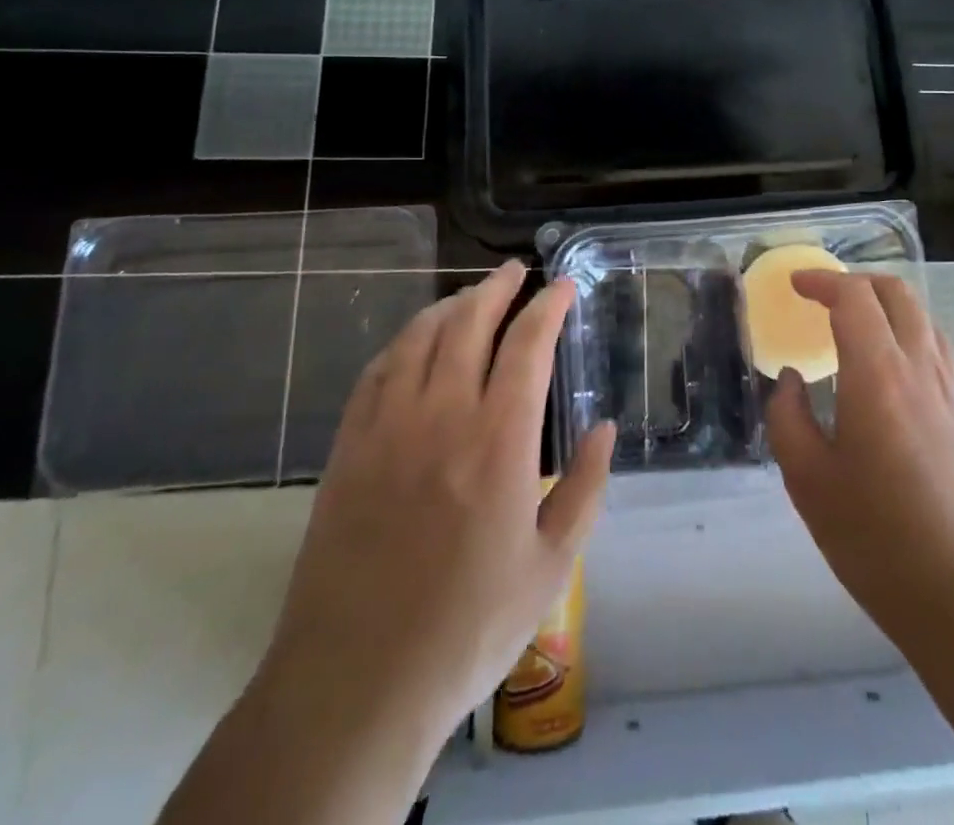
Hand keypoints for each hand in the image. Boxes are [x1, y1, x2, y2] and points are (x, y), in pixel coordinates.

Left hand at [262, 260, 614, 743]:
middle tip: (516, 271)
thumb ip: (585, 488)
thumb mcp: (551, 567)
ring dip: (450, 306)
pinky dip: (403, 343)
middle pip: (469, 323)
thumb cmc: (469, 627)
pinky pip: (377, 372)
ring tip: (471, 297)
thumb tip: (604, 429)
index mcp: (499, 441)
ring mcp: (388, 427)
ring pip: (419, 337)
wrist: (357, 682)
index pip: (528, 345)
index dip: (548, 306)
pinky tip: (414, 343)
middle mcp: (442, 416)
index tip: (563, 287)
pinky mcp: (349, 447)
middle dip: (497, 288)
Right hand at [765, 270, 953, 653]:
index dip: (822, 281)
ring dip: (887, 306)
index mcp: (878, 375)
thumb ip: (787, 417)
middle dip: (857, 282)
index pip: (854, 298)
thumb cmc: (877, 539)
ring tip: (856, 327)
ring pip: (924, 319)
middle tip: (824, 297)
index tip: (796, 285)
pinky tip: (891, 370)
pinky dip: (909, 336)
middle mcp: (921, 369)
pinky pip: (939, 351)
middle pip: (897, 294)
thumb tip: (790, 380)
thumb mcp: (808, 481)